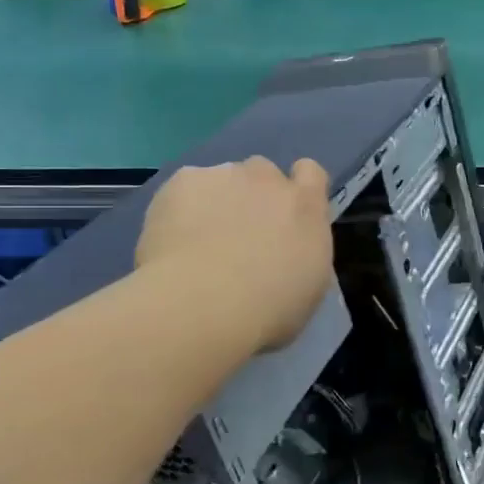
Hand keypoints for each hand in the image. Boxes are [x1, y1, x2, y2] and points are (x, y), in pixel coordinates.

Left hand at [135, 157, 333, 351]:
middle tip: (239, 235)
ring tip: (197, 242)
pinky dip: (180, 207)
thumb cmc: (267, 311)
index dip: (298, 187)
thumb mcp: (308, 287)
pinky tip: (172, 240)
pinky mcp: (182, 180)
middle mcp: (268, 180)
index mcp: (305, 206)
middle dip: (254, 195)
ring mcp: (223, 175)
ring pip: (221, 179)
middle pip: (262, 172)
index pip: (311, 172)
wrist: (203, 306)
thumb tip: (288, 249)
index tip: (285, 214)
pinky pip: (185, 188)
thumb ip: (301, 252)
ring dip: (216, 200)